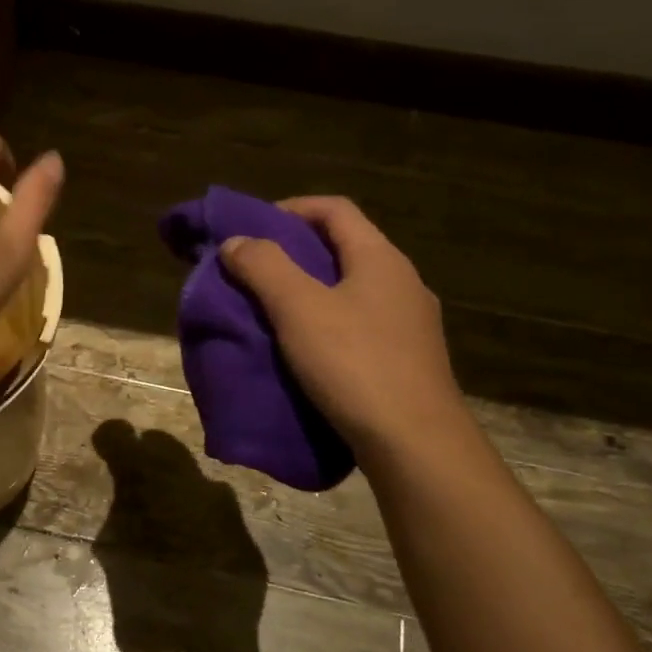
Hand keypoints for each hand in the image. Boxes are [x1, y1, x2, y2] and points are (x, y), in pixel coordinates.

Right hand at [219, 197, 463, 450]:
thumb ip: (264, 267)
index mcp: (380, 258)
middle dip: (295, 253)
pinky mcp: (407, 360)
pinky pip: (359, 325)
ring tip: (271, 311)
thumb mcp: (298, 309)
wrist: (415, 443)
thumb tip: (236, 241)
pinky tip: (305, 351)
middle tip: (253, 271)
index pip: (334, 209)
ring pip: (351, 290)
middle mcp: (402, 282)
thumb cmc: (355, 364)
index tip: (252, 227)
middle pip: (344, 248)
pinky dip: (326, 324)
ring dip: (310, 291)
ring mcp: (410, 324)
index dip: (290, 208)